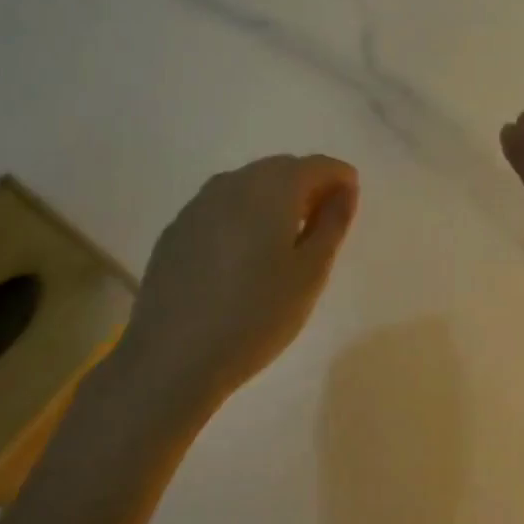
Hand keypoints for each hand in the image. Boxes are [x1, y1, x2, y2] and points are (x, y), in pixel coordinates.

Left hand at [107, 155, 358, 411]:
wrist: (171, 359)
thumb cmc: (256, 315)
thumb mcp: (311, 272)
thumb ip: (333, 222)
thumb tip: (344, 190)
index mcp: (273, 187)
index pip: (318, 165)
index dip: (340, 178)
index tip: (351, 204)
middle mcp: (234, 182)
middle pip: (282, 169)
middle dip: (308, 186)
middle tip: (324, 223)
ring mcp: (199, 204)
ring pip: (249, 186)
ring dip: (275, 200)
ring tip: (286, 240)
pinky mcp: (177, 229)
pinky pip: (222, 207)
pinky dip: (243, 216)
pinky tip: (244, 255)